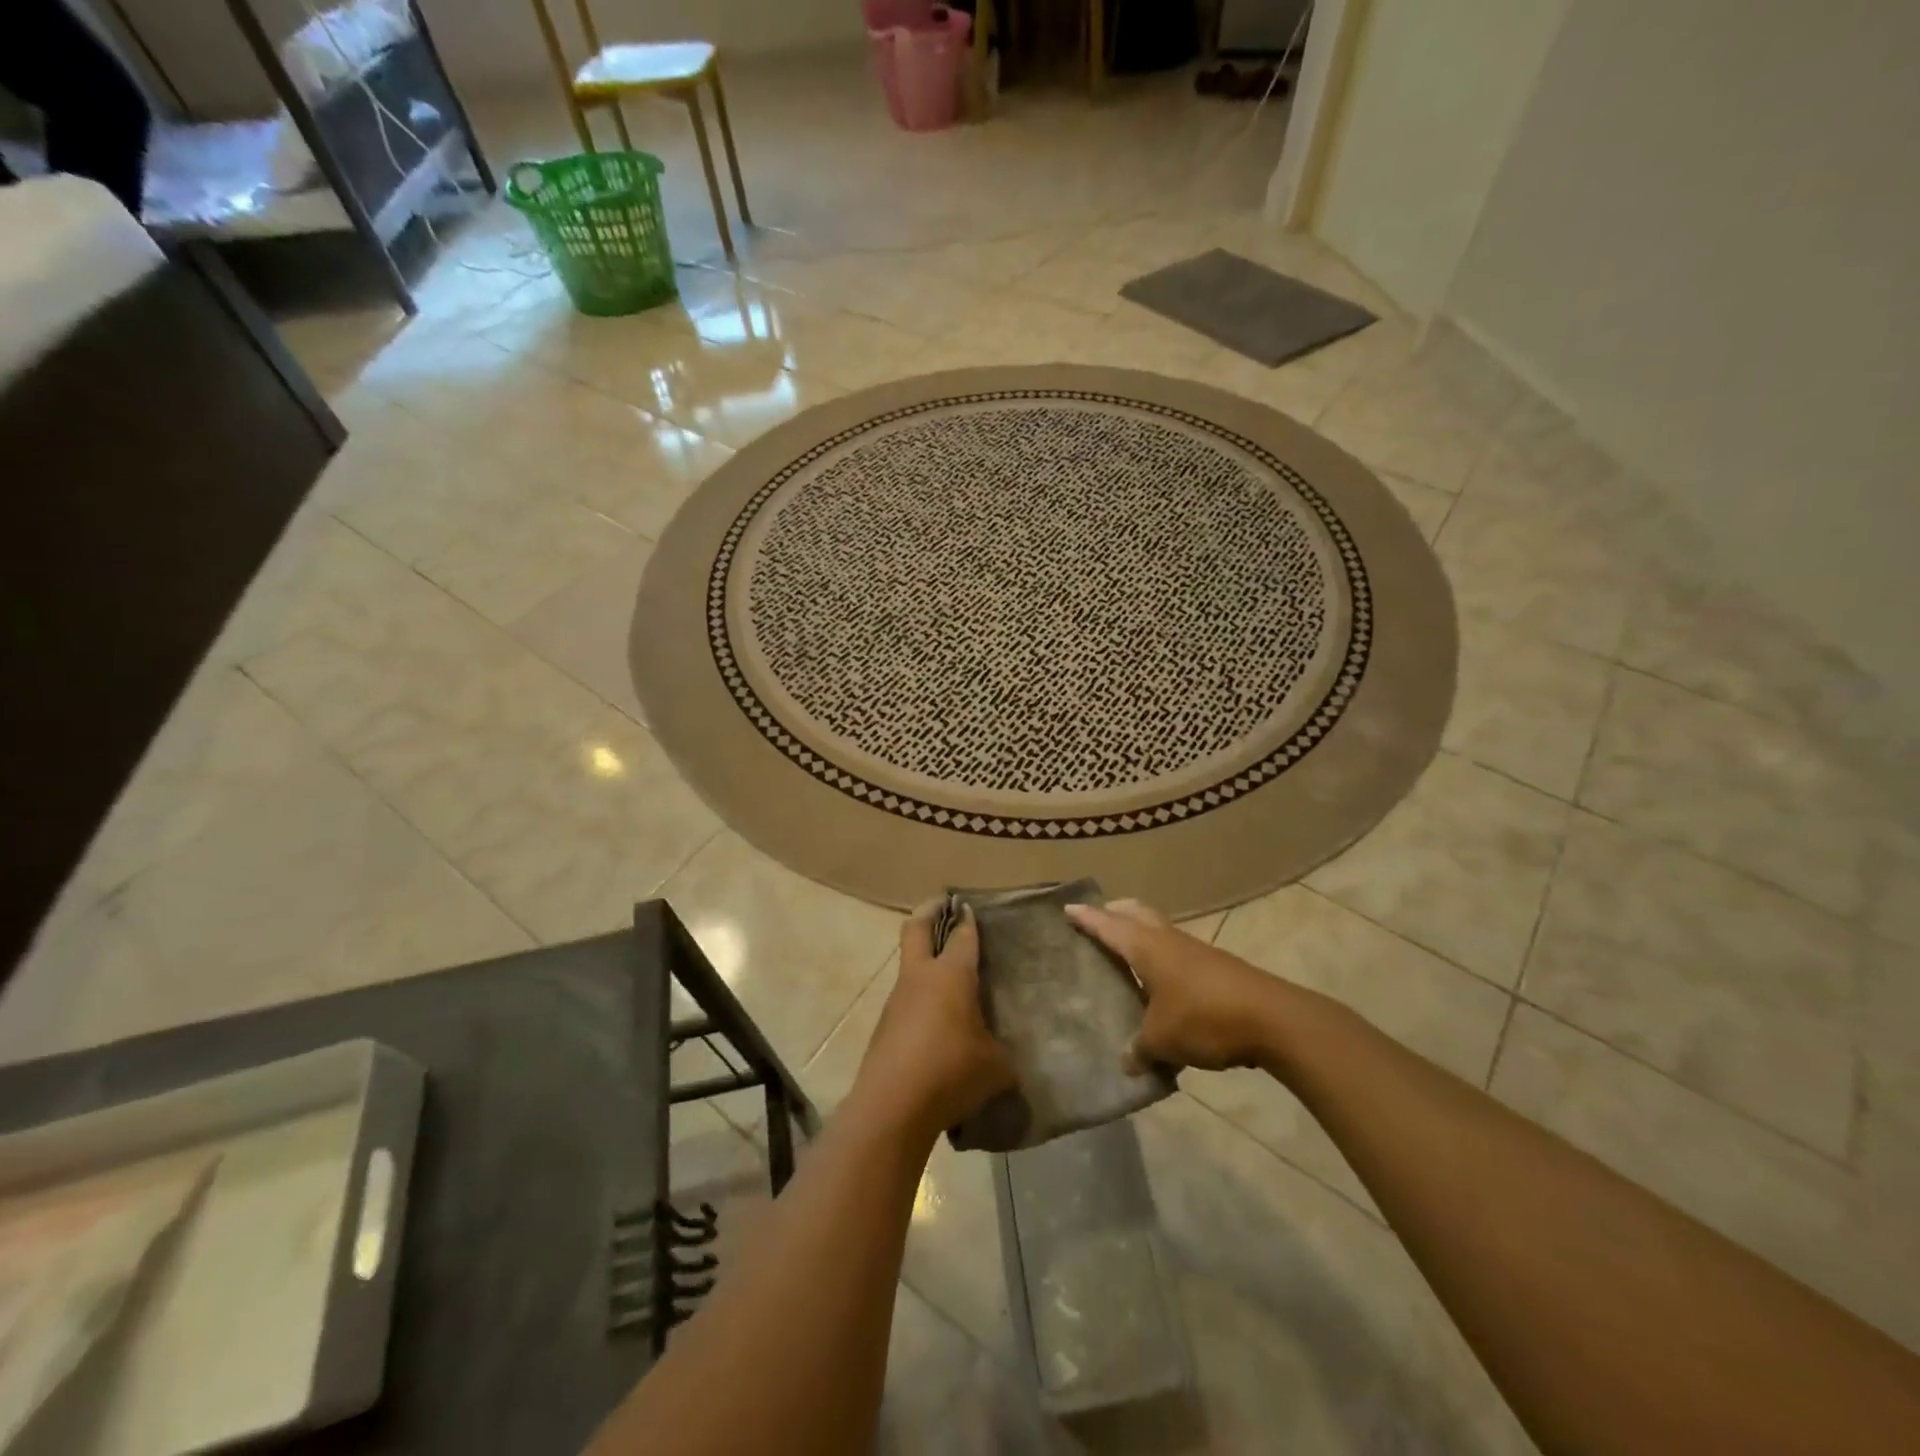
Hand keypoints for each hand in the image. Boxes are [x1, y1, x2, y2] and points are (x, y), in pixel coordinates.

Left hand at [853, 902, 1017, 1142]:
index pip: (962, 935)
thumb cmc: (951, 1072)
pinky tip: (936, 1025)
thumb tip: (1008, 1061)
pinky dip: (919, 999)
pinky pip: (905, 1000)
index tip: (970, 907)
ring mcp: (897, 1000)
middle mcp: (921, 977)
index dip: (968, 919)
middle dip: (929, 911)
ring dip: (924, 960)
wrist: (892, 1107)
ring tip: (949, 979)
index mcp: (951, 975)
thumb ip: (1005, 1056)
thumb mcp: (996, 1068)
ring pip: (909, 965)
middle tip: (942, 905)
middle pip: (916, 927)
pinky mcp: (884, 1026)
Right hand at [1066, 899, 1290, 1071]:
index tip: (1067, 909)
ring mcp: (1194, 950)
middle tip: (1097, 922)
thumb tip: (1127, 1063)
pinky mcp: (1214, 966)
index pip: (1108, 925)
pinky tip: (1159, 984)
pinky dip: (1160, 957)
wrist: (1272, 1019)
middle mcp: (1167, 940)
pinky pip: (1176, 951)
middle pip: (1136, 912)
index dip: (1087, 918)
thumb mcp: (1163, 1040)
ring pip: (1158, 929)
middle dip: (1115, 912)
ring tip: (1124, 954)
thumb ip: (1140, 1049)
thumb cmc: (1204, 1018)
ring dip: (1139, 933)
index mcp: (1146, 947)